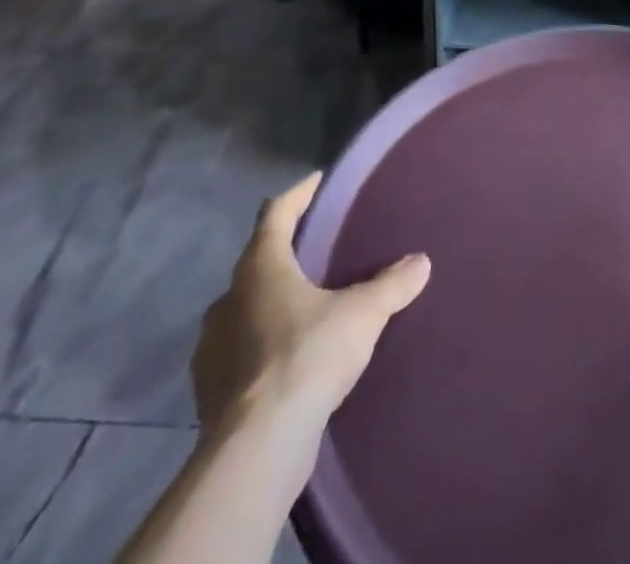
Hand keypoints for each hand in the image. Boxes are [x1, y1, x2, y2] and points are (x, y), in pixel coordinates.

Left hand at [191, 174, 430, 431]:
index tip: (318, 182)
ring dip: (268, 302)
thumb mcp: (362, 314)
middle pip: (256, 260)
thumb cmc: (307, 356)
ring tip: (303, 307)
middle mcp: (228, 299)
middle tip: (317, 250)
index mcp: (260, 267)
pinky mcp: (209, 391)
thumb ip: (391, 284)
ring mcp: (212, 347)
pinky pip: (237, 352)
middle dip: (285, 252)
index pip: (276, 213)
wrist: (257, 448)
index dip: (298, 194)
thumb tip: (420, 261)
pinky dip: (259, 345)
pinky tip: (284, 358)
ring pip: (243, 308)